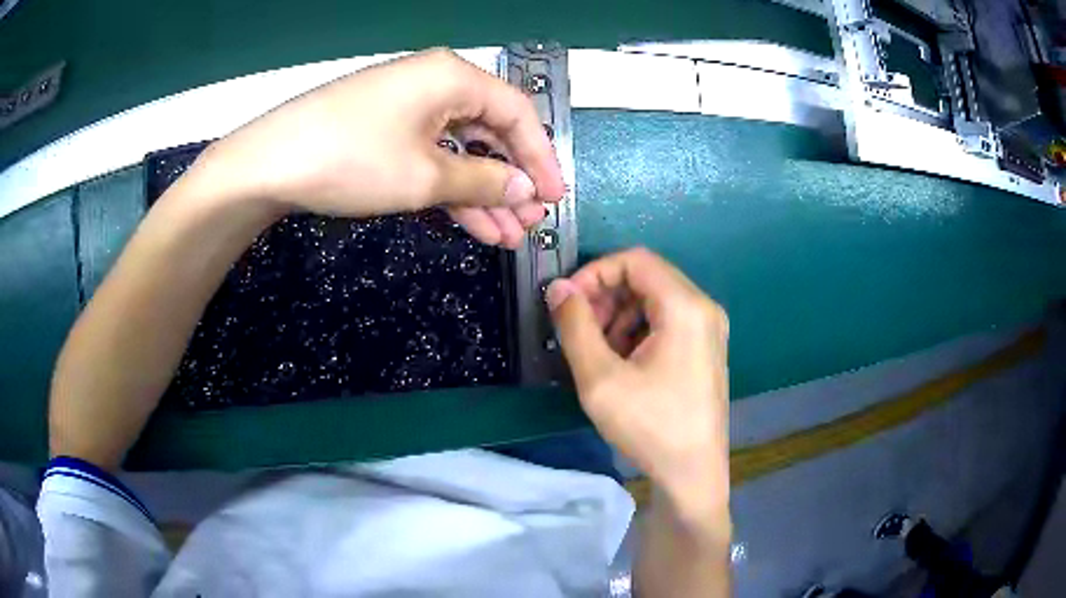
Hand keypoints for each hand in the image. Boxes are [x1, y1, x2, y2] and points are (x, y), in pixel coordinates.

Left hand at [197, 48, 564, 247]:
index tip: (555, 198)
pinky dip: (450, 189)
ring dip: (483, 193)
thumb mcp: (425, 175)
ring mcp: (409, 109)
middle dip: (511, 182)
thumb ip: (484, 180)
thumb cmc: (352, 159)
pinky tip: (471, 224)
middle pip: (490, 132)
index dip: (541, 158)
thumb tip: (525, 190)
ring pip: (460, 150)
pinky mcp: (387, 131)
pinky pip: (432, 157)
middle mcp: (436, 84)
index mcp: (454, 77)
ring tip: (505, 236)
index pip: (517, 113)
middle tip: (529, 224)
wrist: (268, 165)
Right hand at [546, 248, 729, 514]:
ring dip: (619, 314)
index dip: (594, 273)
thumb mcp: (601, 378)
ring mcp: (709, 329)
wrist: (692, 474)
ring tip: (595, 350)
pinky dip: (637, 330)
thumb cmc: (650, 426)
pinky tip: (620, 362)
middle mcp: (704, 308)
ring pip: (655, 300)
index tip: (567, 302)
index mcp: (686, 307)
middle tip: (577, 329)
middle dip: (605, 296)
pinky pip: (667, 322)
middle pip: (647, 278)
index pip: (635, 260)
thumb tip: (558, 288)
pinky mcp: (705, 349)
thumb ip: (575, 326)